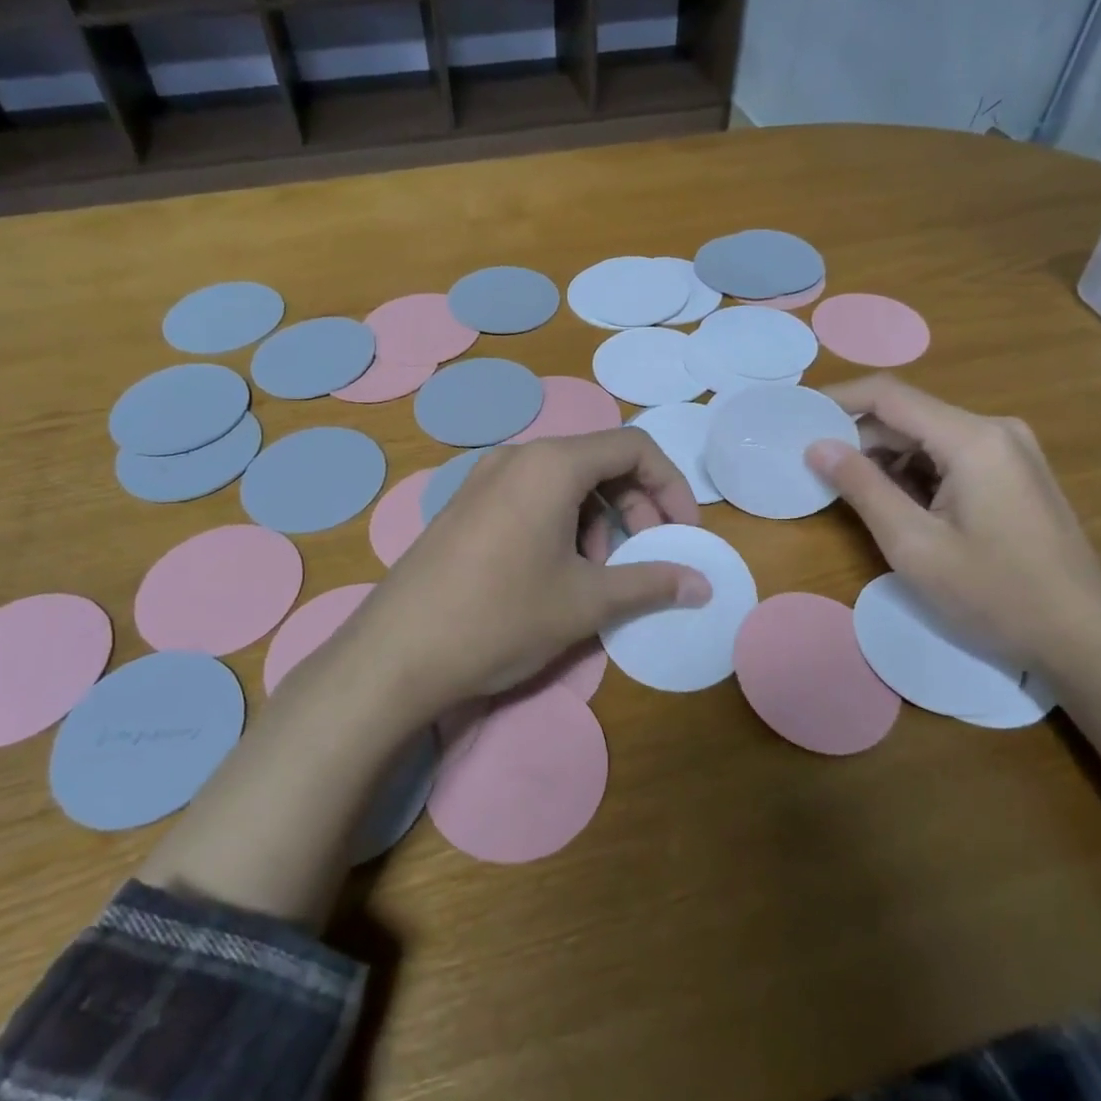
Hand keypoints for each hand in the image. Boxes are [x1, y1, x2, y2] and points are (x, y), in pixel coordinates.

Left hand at [345, 430, 709, 713]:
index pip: (633, 447)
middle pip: (600, 462)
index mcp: (552, 464)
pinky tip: (557, 574)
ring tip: (598, 574)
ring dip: (599, 521)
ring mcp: (485, 479)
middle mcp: (518, 457)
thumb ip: (651, 584)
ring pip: (566, 483)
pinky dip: (563, 525)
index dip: (671, 485)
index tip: (682, 533)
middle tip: (646, 556)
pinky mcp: (466, 506)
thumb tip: (703, 585)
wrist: (396, 654)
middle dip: (637, 506)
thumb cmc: (501, 617)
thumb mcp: (586, 602)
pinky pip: (532, 498)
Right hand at [805, 376, 1100, 669]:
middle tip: (818, 473)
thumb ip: (863, 488)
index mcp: (973, 438)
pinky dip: (916, 475)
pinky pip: (951, 456)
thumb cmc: (996, 595)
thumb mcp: (914, 546)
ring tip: (856, 500)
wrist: (1084, 637)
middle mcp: (995, 429)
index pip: (890, 395)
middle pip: (909, 415)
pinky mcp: (1015, 473)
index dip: (838, 400)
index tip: (797, 418)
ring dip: (887, 461)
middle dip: (860, 439)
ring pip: (928, 438)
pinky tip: (902, 510)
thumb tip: (817, 447)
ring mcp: (1011, 450)